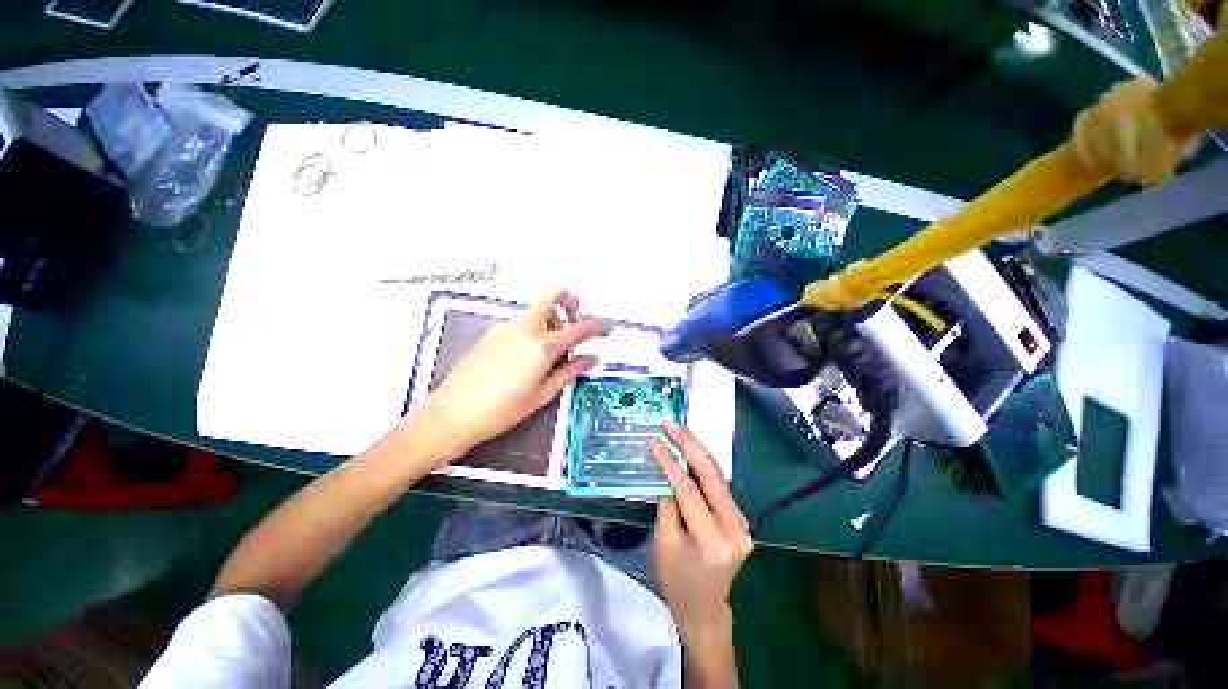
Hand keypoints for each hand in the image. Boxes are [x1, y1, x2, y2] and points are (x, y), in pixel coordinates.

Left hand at [418, 289, 610, 459]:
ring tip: (553, 355)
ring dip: (552, 322)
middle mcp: (525, 329)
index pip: (578, 329)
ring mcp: (506, 328)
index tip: (608, 329)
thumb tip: (591, 358)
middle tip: (577, 323)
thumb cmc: (504, 409)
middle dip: (571, 302)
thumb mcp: (544, 393)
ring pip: (537, 312)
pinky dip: (535, 332)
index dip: (597, 327)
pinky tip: (531, 359)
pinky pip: (522, 324)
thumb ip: (570, 371)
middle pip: (552, 295)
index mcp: (542, 345)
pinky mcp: (493, 334)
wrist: (453, 414)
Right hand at [650, 421, 752, 649]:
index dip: (669, 462)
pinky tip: (691, 451)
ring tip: (680, 431)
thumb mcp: (664, 543)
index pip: (689, 490)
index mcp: (713, 541)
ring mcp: (743, 523)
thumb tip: (668, 472)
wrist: (705, 608)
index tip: (655, 440)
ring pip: (718, 476)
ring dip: (698, 451)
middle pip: (711, 476)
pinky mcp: (740, 519)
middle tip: (672, 424)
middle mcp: (736, 529)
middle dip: (690, 445)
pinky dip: (704, 466)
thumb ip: (668, 505)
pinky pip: (720, 486)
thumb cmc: (678, 581)